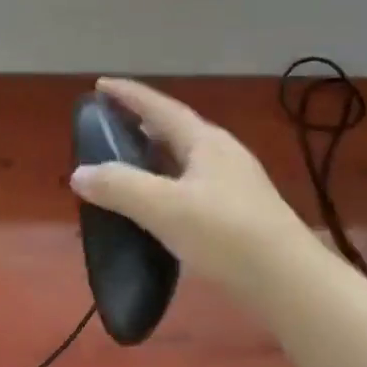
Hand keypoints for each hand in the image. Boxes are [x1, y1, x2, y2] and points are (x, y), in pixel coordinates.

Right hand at [70, 77, 311, 306]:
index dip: (129, 95)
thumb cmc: (225, 234)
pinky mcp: (236, 215)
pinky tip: (153, 208)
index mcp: (206, 143)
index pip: (160, 108)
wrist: (286, 281)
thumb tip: (80, 173)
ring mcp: (233, 186)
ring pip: (183, 162)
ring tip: (123, 166)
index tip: (100, 85)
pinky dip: (164, 188)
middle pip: (174, 131)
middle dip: (140, 126)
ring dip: (152, 159)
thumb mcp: (164, 207)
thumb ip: (119, 187)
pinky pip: (190, 189)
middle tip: (107, 128)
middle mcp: (221, 156)